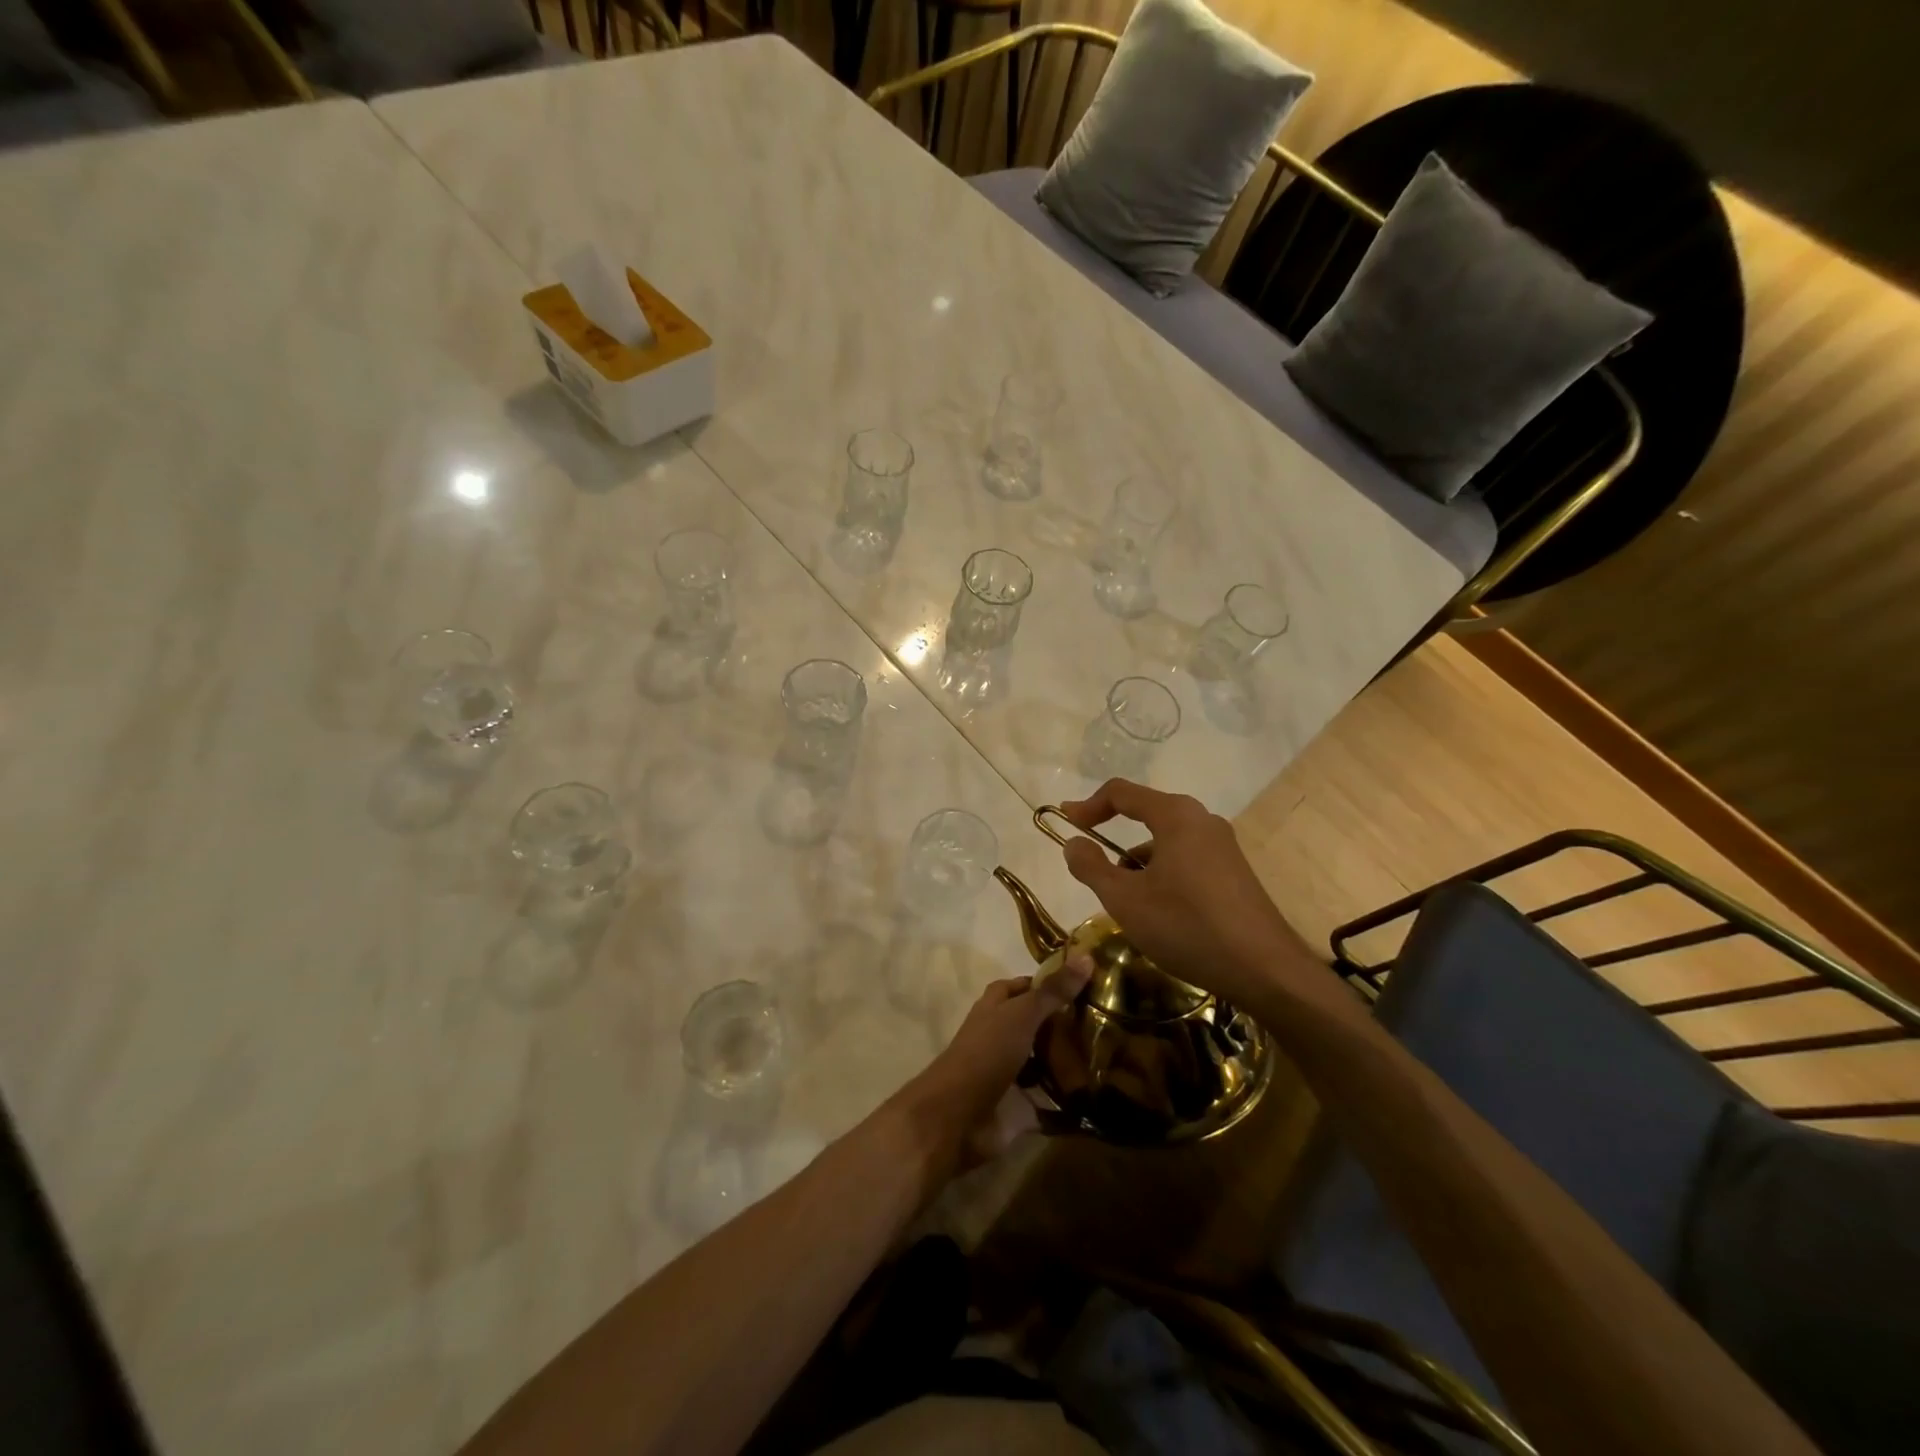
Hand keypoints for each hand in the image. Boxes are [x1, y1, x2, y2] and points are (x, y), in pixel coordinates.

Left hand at [892, 960, 1091, 1172]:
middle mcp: (1001, 1036)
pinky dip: (1067, 1100)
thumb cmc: (987, 1052)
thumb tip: (1087, 956)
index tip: (1084, 984)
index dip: (1047, 983)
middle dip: (1064, 1024)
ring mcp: (1009, 1073)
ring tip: (1110, 1056)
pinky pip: (1048, 1102)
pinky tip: (1095, 1096)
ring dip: (1068, 1062)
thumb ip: (1054, 991)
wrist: (958, 1116)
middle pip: (1035, 1025)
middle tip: (1107, 1022)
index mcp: (995, 1008)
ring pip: (1043, 1062)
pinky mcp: (1019, 1107)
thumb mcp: (1022, 1014)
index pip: (1022, 987)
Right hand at [1057, 779, 1305, 1006]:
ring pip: (1166, 842)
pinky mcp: (1234, 872)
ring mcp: (1223, 846)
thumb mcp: (1125, 900)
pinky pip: (1186, 860)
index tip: (1065, 823)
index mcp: (1176, 816)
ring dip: (1137, 863)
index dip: (1088, 805)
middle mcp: (1202, 821)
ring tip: (1124, 902)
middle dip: (1113, 839)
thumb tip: (1074, 843)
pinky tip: (1158, 913)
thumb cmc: (1188, 927)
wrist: (1266, 971)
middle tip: (1091, 866)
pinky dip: (1162, 875)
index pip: (1121, 793)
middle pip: (1146, 815)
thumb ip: (1091, 867)